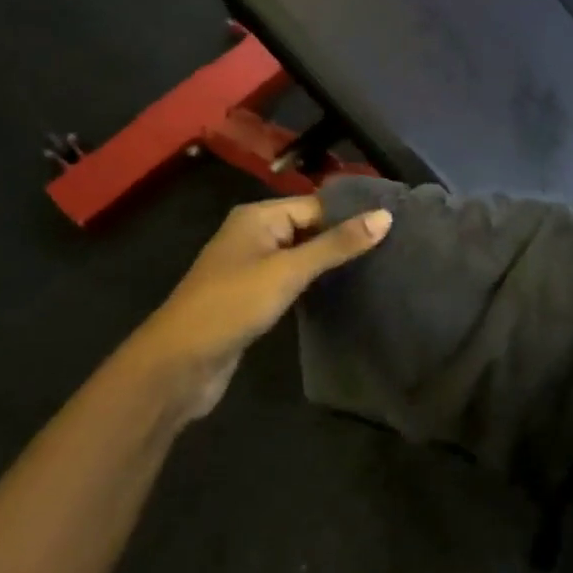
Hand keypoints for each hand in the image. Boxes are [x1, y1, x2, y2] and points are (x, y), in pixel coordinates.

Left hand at [136, 197, 390, 420]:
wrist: (176, 367)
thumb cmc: (231, 306)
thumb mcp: (288, 271)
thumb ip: (337, 245)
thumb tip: (386, 216)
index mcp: (257, 216)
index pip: (317, 205)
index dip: (352, 214)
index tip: (395, 223)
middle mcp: (254, 234)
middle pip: (310, 227)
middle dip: (345, 238)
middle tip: (394, 246)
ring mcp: (252, 267)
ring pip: (303, 255)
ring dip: (332, 262)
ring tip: (380, 267)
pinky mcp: (253, 297)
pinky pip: (293, 279)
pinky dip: (316, 283)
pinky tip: (346, 291)